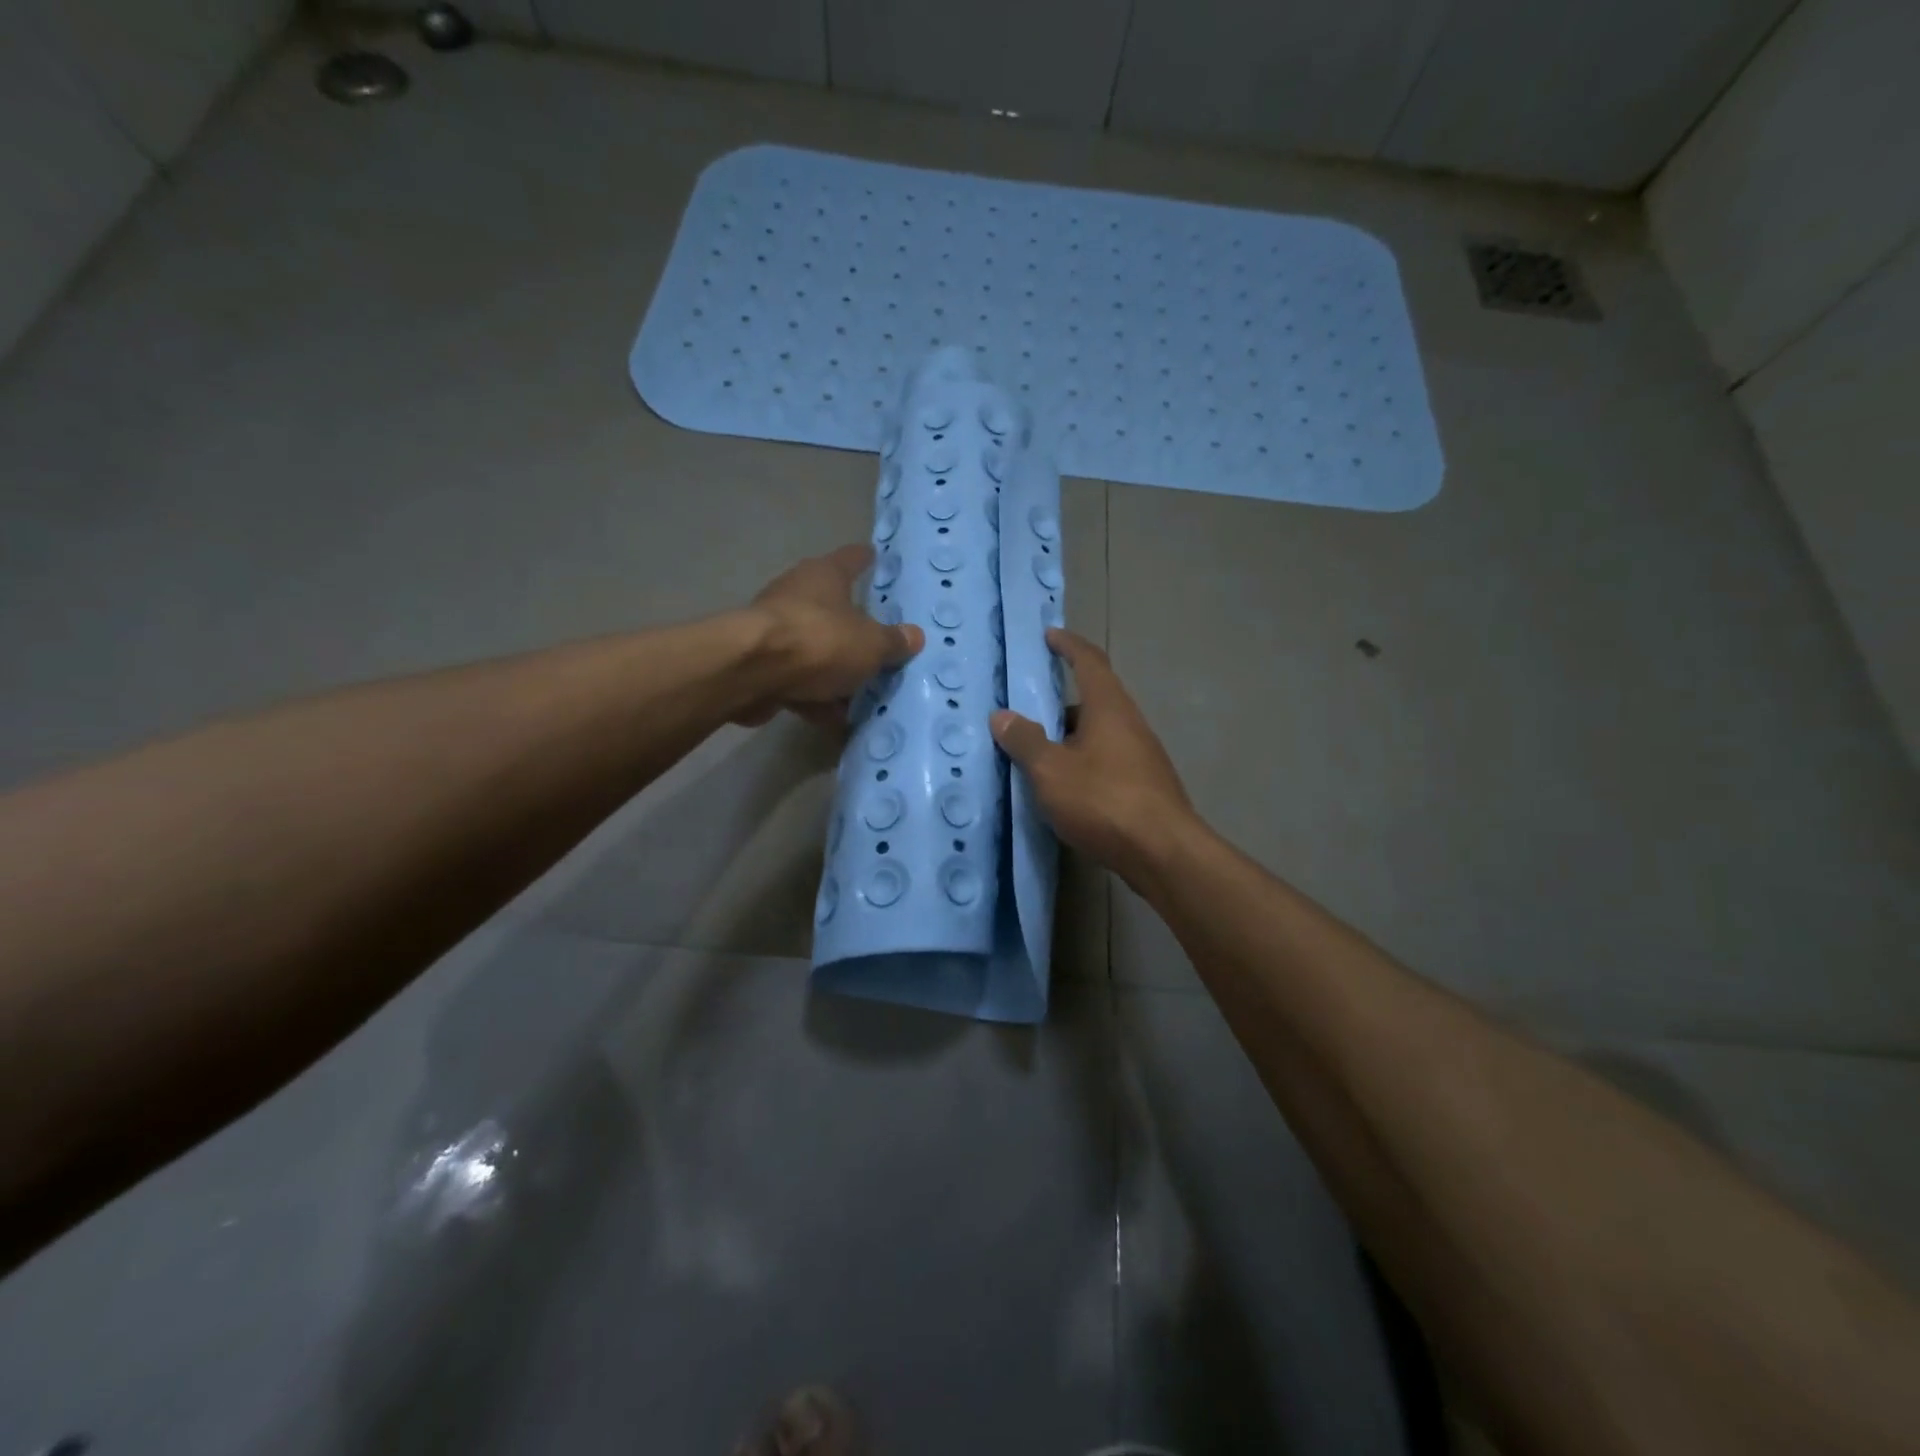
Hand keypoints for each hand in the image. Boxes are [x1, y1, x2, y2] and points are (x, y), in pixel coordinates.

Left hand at [738, 544, 923, 726]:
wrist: (752, 672)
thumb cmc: (820, 641)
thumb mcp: (871, 645)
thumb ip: (893, 642)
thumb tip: (915, 636)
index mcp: (825, 575)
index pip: (851, 558)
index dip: (866, 559)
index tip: (876, 558)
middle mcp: (797, 594)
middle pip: (831, 607)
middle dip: (853, 628)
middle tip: (878, 644)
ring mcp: (775, 629)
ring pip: (814, 648)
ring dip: (833, 671)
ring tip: (861, 696)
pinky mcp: (761, 663)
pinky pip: (797, 679)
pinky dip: (814, 696)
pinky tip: (832, 718)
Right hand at [990, 629, 1196, 884]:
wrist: (1163, 854)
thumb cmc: (1104, 800)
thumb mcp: (1051, 771)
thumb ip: (1025, 741)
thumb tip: (1002, 715)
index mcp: (1109, 708)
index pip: (1089, 661)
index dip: (1068, 644)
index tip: (1049, 635)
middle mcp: (1130, 724)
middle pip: (1094, 699)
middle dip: (1061, 701)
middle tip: (1028, 709)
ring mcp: (1142, 756)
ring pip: (1100, 734)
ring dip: (1070, 737)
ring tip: (1037, 754)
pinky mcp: (1145, 787)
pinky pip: (1106, 761)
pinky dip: (1082, 763)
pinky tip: (1064, 788)